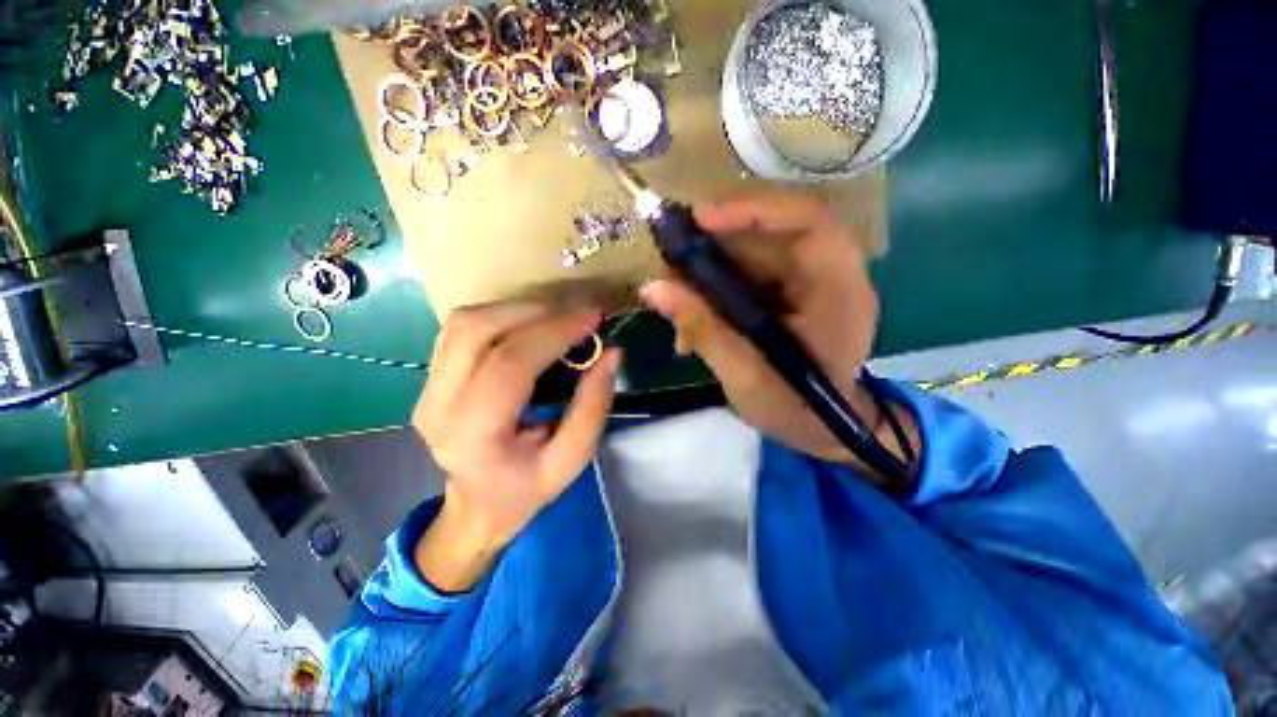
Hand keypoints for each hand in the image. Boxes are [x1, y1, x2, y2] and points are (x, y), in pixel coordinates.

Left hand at [411, 303, 619, 590]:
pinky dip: (500, 316)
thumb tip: (611, 355)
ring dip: (517, 310)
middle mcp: (438, 406)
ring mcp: (426, 388)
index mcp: (473, 436)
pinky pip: (460, 327)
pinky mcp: (429, 377)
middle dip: (536, 314)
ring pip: (465, 322)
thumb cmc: (526, 488)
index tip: (591, 318)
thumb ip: (593, 408)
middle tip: (578, 317)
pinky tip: (528, 327)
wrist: (478, 503)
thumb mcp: (571, 461)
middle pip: (479, 331)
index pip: (510, 364)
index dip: (553, 333)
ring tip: (556, 319)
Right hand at [640, 193, 912, 473]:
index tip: (699, 220)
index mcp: (839, 293)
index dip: (754, 210)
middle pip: (770, 234)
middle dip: (714, 245)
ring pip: (753, 253)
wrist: (823, 430)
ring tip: (676, 295)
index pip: (809, 222)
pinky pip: (749, 273)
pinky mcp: (790, 293)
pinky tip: (694, 312)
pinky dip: (715, 287)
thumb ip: (703, 330)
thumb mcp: (745, 377)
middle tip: (669, 264)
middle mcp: (830, 275)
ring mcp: (810, 282)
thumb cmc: (796, 410)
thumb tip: (653, 288)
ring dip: (708, 269)